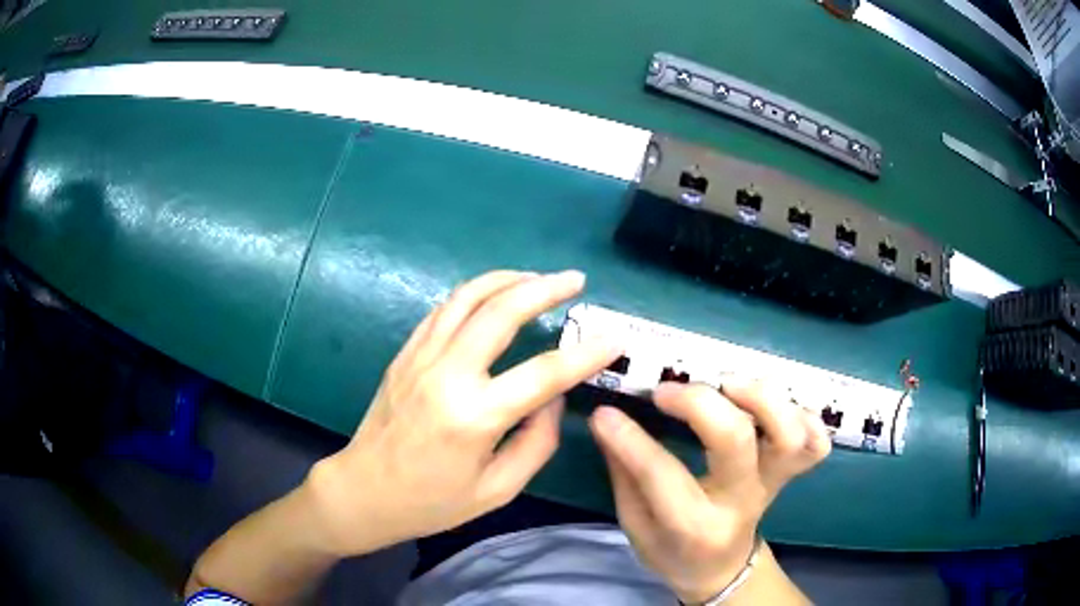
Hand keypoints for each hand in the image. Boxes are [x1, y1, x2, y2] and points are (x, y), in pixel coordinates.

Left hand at [306, 270, 620, 556]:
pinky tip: (493, 296)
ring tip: (537, 277)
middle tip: (575, 280)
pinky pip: (443, 310)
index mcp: (474, 417)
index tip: (614, 339)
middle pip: (501, 312)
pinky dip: (473, 294)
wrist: (364, 490)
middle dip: (544, 288)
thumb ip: (536, 442)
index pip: (545, 373)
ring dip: (507, 279)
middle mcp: (447, 375)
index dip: (586, 354)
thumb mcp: (497, 489)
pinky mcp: (405, 354)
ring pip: (467, 298)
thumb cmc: (432, 501)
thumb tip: (553, 397)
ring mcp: (421, 358)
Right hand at [589, 381, 829, 603]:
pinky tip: (777, 405)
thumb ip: (624, 474)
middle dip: (699, 403)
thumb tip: (608, 420)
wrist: (721, 569)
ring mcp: (773, 484)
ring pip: (787, 435)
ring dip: (760, 397)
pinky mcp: (790, 473)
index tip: (606, 414)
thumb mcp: (635, 526)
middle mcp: (741, 502)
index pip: (663, 475)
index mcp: (695, 526)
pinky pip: (816, 443)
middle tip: (667, 391)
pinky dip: (806, 416)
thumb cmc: (672, 551)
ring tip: (727, 382)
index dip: (630, 439)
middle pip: (735, 441)